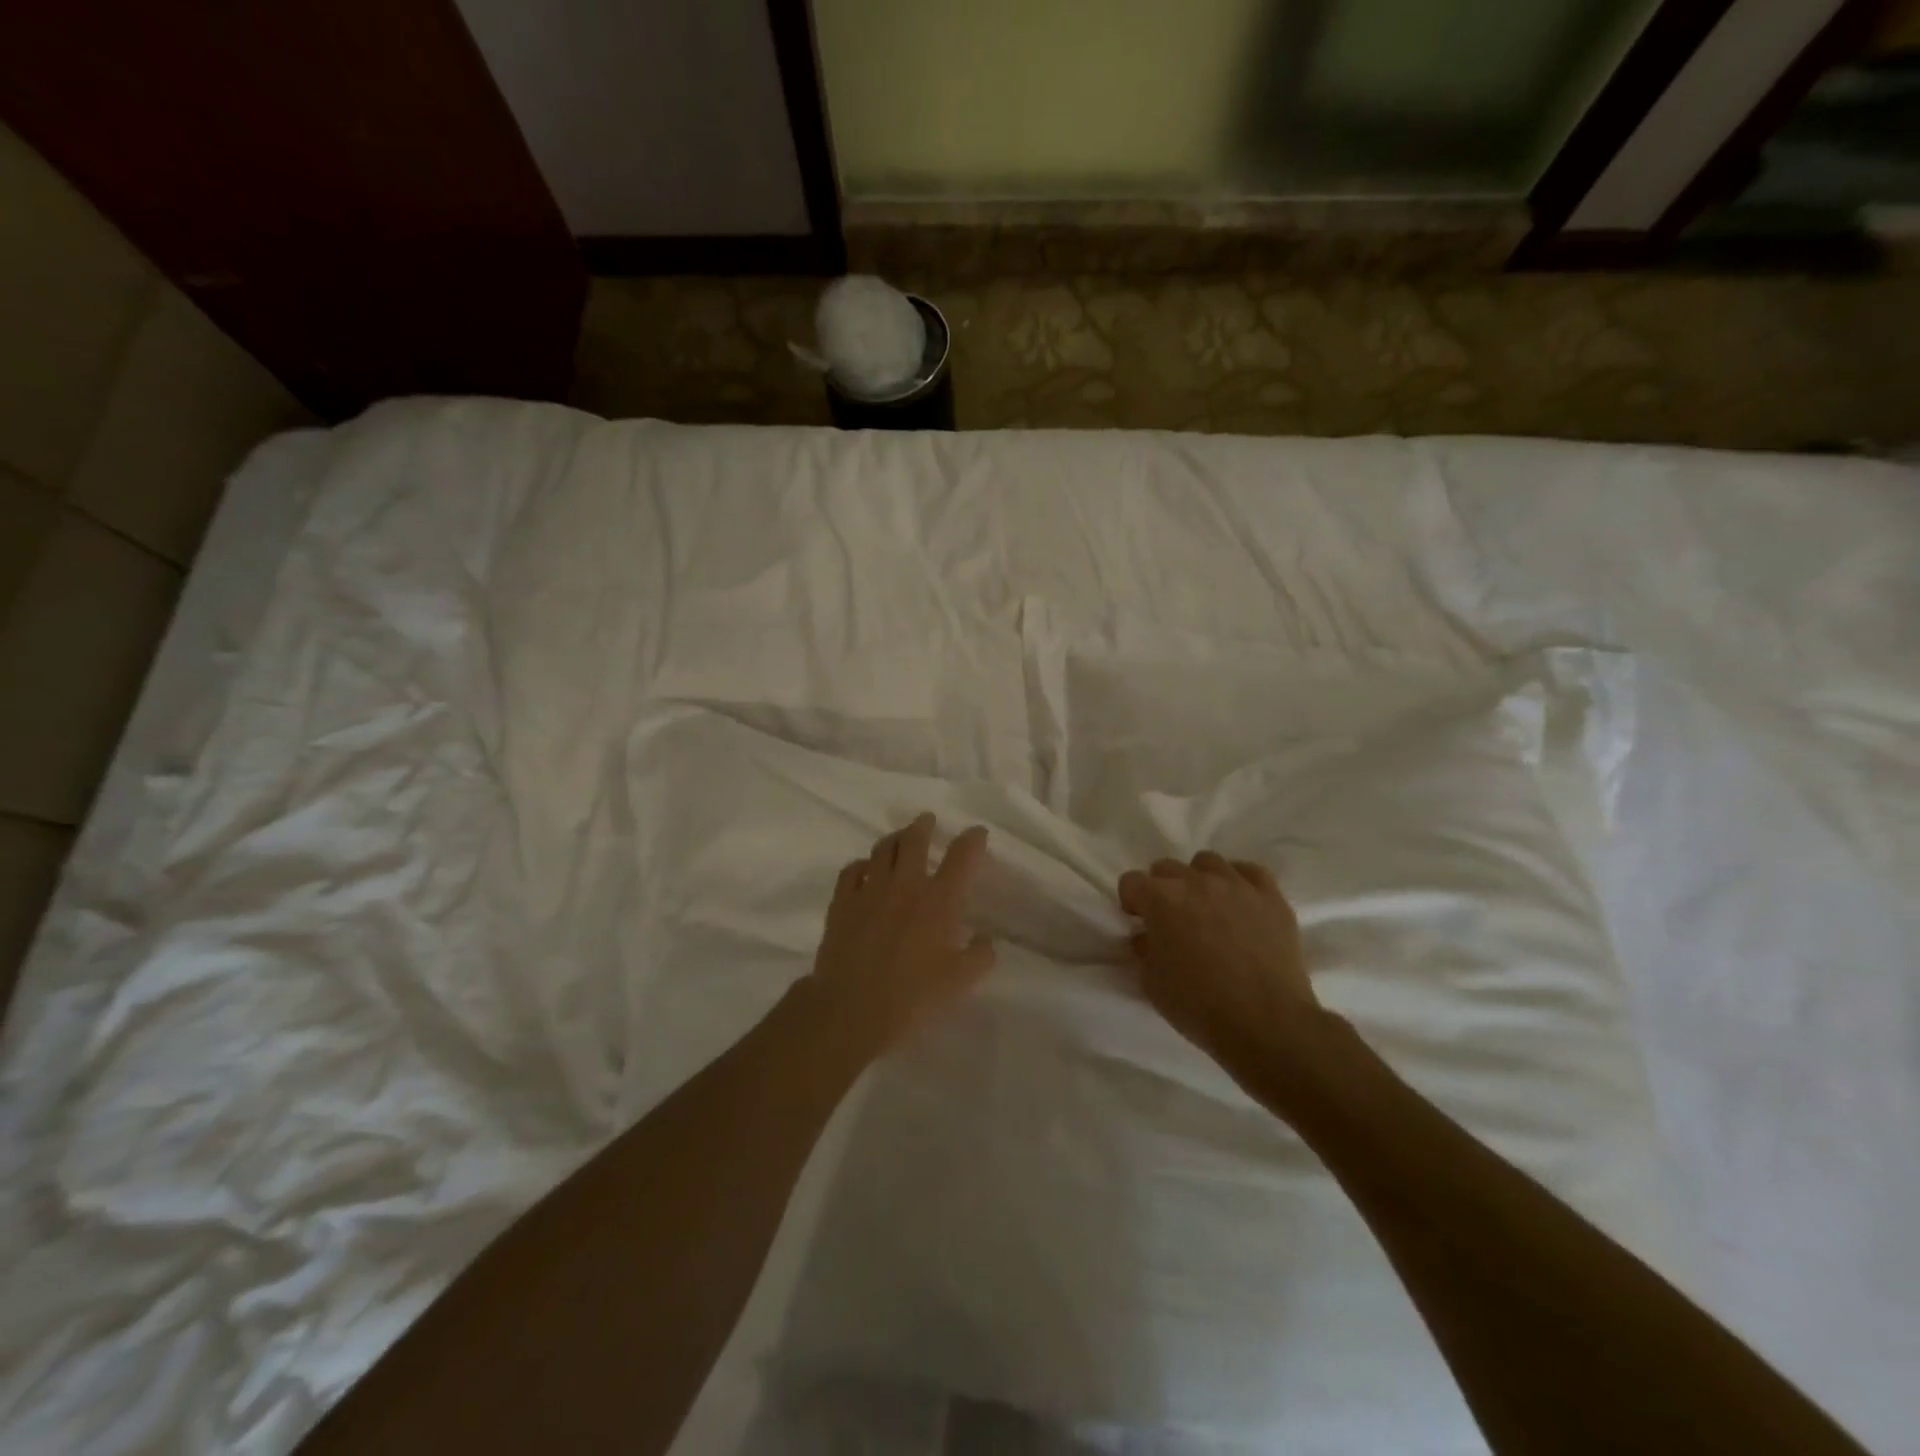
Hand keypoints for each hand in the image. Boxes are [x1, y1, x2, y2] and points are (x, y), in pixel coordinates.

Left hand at [807, 813, 996, 1058]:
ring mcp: (869, 890)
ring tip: (899, 837)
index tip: (977, 832)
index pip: (960, 858)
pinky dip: (862, 864)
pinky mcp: (842, 902)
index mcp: (938, 901)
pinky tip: (864, 868)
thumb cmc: (911, 995)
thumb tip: (986, 939)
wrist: (851, 1008)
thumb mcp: (959, 982)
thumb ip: (979, 956)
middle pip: (913, 841)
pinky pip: (851, 870)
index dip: (971, 840)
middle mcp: (904, 885)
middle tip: (927, 820)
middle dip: (923, 826)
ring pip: (881, 849)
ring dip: (893, 839)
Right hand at [1119, 853, 1324, 1078]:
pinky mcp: (1270, 897)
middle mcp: (1196, 881)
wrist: (1266, 1023)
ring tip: (1206, 907)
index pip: (1132, 881)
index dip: (1132, 901)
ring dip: (1199, 879)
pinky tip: (1239, 902)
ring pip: (1208, 862)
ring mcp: (1236, 885)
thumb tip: (1147, 936)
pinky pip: (1249, 872)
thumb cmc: (1199, 1006)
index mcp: (1161, 899)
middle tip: (1171, 918)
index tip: (1139, 921)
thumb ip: (1144, 950)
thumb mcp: (1152, 983)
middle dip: (1162, 889)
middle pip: (1167, 868)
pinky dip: (1239, 881)